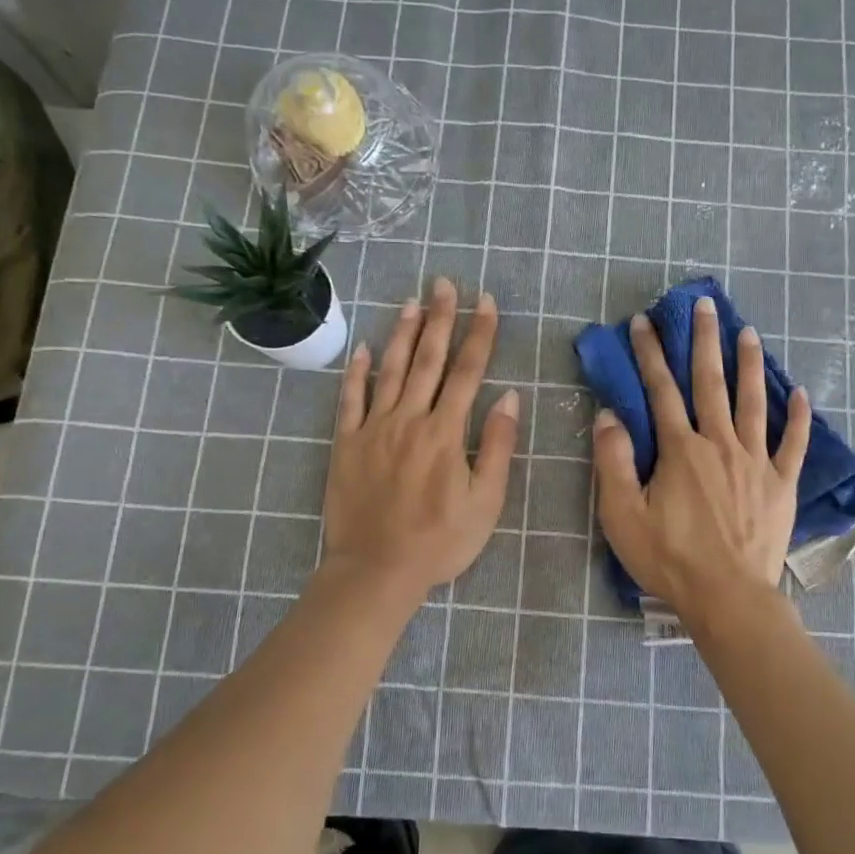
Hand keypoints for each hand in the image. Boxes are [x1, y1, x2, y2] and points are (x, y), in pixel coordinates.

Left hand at [324, 278, 517, 598]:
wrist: (376, 570)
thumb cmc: (439, 542)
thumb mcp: (485, 502)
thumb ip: (496, 447)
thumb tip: (508, 398)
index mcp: (446, 433)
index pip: (468, 372)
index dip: (479, 333)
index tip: (485, 301)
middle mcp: (409, 420)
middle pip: (428, 359)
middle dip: (440, 318)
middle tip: (444, 283)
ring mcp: (373, 428)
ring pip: (389, 370)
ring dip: (401, 333)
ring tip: (411, 301)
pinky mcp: (346, 443)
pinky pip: (350, 399)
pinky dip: (355, 371)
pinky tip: (361, 347)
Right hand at [592, 296, 810, 619]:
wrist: (728, 598)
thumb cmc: (670, 559)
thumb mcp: (622, 515)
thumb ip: (613, 462)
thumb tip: (608, 415)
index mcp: (680, 450)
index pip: (660, 390)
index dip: (650, 354)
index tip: (643, 322)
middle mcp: (719, 444)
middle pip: (710, 383)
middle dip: (704, 341)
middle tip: (705, 305)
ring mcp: (755, 462)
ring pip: (752, 402)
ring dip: (749, 364)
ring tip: (749, 331)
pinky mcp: (781, 484)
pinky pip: (793, 444)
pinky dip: (799, 417)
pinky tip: (801, 393)